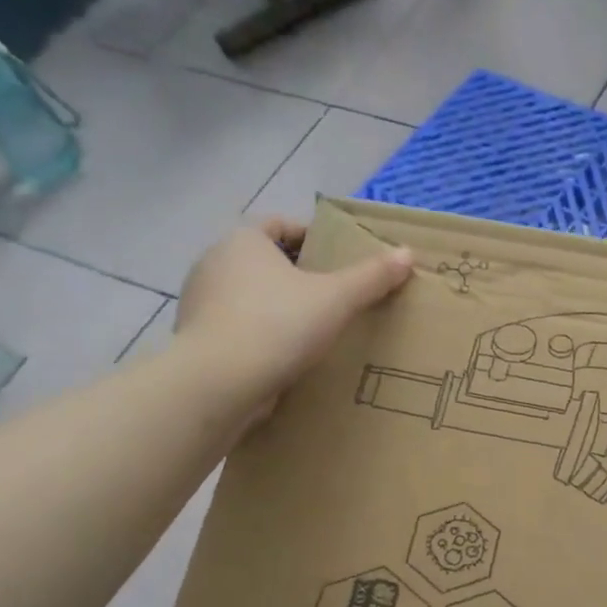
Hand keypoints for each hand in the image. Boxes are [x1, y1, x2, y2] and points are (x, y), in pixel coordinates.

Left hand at [172, 218, 412, 415]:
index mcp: (243, 241)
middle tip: (334, 294)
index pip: (279, 224)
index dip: (310, 236)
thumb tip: (407, 254)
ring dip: (278, 306)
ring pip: (249, 294)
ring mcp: (201, 302)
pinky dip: (261, 334)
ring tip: (313, 329)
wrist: (219, 382)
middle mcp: (215, 262)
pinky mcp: (199, 339)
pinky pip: (238, 327)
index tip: (337, 258)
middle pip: (264, 260)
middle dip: (297, 274)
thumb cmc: (278, 325)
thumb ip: (372, 277)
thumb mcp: (336, 298)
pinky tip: (286, 355)